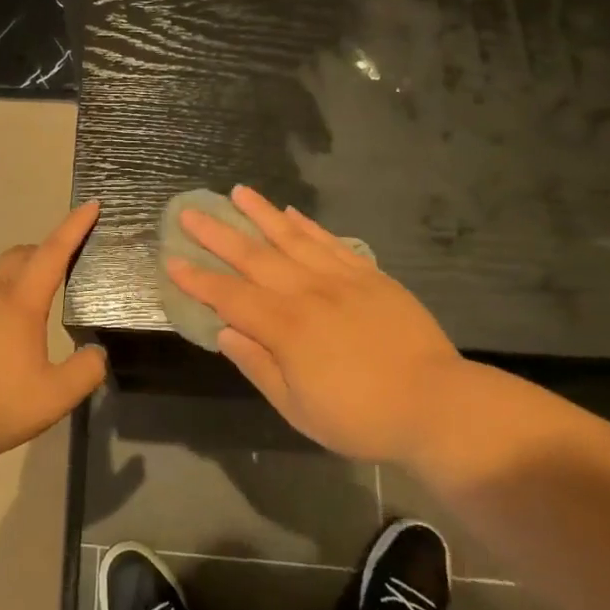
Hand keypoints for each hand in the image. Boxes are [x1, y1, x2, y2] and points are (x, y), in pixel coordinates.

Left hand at [0, 200, 107, 457]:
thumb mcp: (52, 398)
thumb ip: (84, 373)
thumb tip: (97, 353)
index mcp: (20, 303)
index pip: (53, 253)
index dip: (74, 228)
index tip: (90, 205)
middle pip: (19, 256)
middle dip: (43, 250)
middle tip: (61, 263)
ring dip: (14, 281)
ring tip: (26, 313)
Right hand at [166, 185, 464, 460]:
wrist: (438, 404)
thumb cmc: (361, 416)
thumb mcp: (299, 408)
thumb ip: (258, 366)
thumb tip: (224, 333)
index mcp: (285, 328)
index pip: (229, 296)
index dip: (198, 279)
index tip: (171, 260)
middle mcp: (306, 293)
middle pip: (253, 257)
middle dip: (217, 234)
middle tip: (190, 211)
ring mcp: (340, 279)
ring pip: (291, 238)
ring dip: (260, 214)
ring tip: (237, 192)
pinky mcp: (369, 275)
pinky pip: (331, 242)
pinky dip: (308, 226)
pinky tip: (290, 214)